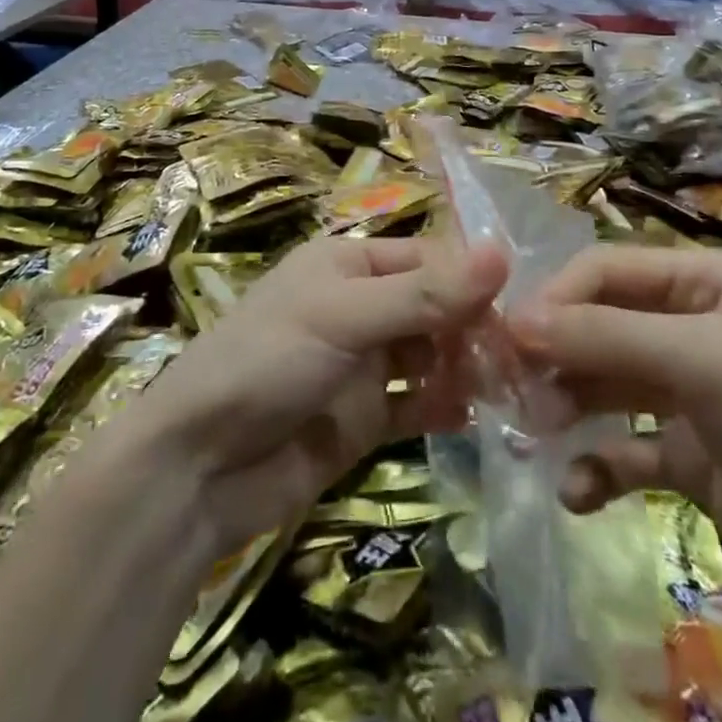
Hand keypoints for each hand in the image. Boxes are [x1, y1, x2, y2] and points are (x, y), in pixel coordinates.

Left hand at [121, 236, 506, 552]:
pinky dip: (444, 407)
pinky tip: (473, 417)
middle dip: (473, 329)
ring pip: (430, 356)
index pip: (427, 259)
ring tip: (507, 391)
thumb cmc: (267, 362)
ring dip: (466, 368)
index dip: (471, 281)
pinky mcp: (363, 418)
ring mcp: (361, 365)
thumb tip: (502, 255)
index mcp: (347, 264)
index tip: (521, 310)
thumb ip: (423, 295)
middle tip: (519, 362)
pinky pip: (416, 404)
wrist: (199, 466)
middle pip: (433, 308)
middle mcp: (358, 306)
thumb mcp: (344, 316)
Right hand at [508, 246, 721, 651]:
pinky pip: (627, 450)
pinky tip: (579, 491)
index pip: (608, 270)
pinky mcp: (692, 458)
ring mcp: (693, 394)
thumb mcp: (704, 362)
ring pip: (606, 385)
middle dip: (556, 355)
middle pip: (601, 326)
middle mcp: (697, 326)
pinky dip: (598, 466)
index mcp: (708, 281)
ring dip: (567, 406)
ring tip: (535, 435)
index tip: (508, 338)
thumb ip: (604, 336)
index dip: (556, 299)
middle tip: (511, 392)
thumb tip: (514, 321)